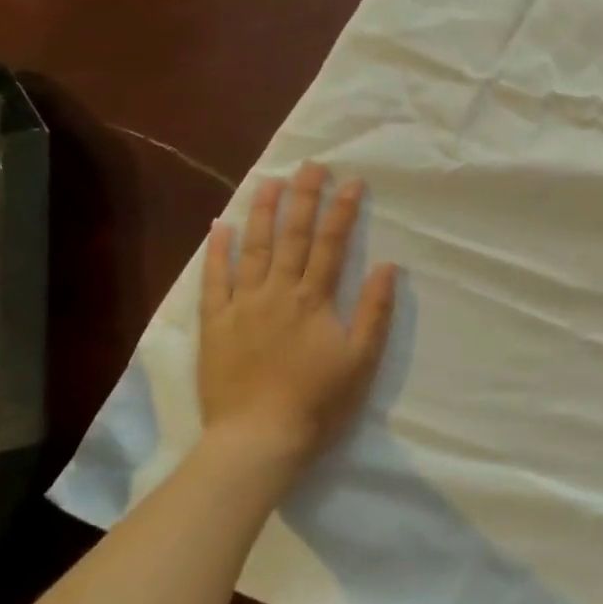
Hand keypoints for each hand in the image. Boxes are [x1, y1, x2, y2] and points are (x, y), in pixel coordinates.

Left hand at [197, 163, 396, 480]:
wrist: (259, 438)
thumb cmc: (318, 402)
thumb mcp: (361, 360)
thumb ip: (374, 311)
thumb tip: (387, 266)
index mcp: (314, 300)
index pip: (331, 245)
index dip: (343, 211)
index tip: (352, 181)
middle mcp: (278, 292)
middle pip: (292, 236)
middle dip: (304, 198)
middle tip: (309, 165)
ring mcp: (242, 305)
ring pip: (253, 248)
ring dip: (262, 212)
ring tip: (268, 181)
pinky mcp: (216, 323)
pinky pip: (214, 280)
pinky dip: (217, 251)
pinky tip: (221, 226)